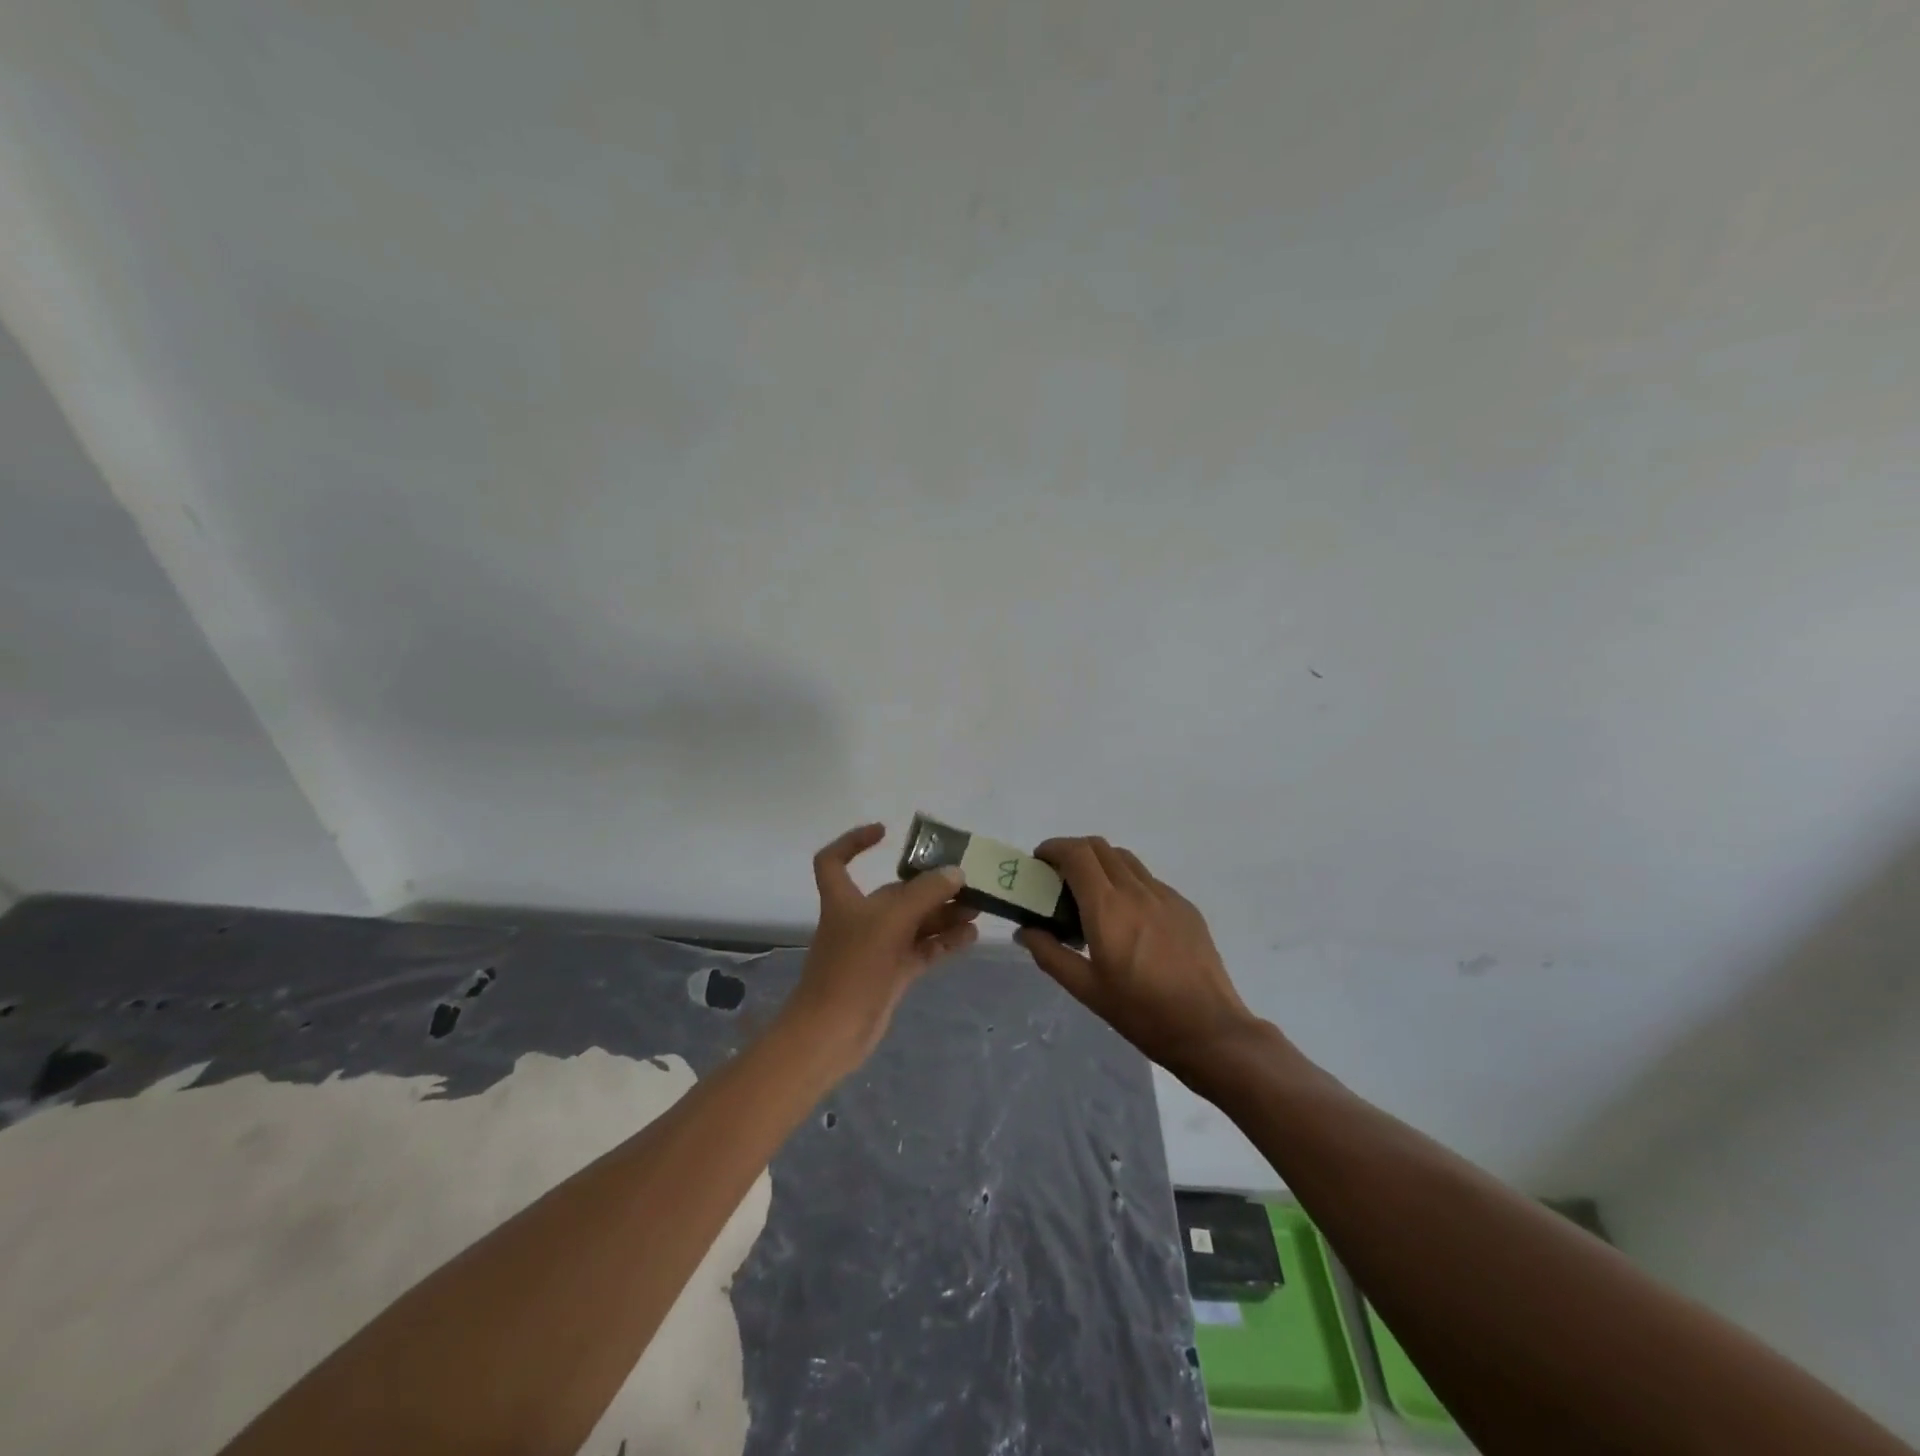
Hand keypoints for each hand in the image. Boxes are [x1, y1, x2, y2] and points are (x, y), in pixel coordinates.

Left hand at [784, 823, 979, 1065]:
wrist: (832, 1034)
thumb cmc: (852, 967)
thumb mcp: (890, 922)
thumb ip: (925, 893)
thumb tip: (955, 873)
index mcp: (844, 899)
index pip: (834, 860)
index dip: (854, 841)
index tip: (884, 832)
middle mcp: (860, 919)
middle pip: (896, 893)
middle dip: (929, 885)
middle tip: (967, 882)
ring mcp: (877, 949)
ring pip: (914, 922)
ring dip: (943, 913)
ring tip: (977, 908)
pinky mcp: (892, 974)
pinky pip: (923, 949)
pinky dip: (944, 941)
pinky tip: (971, 937)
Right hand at [1015, 837, 1257, 1078]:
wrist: (1208, 1029)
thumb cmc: (1141, 1012)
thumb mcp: (1086, 989)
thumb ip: (1050, 954)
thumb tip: (1025, 931)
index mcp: (1107, 907)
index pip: (1076, 853)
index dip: (1053, 848)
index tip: (1039, 861)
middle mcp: (1136, 890)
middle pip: (1099, 847)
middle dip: (1073, 852)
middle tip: (1059, 877)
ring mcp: (1165, 895)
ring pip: (1125, 859)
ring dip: (1100, 863)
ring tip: (1091, 895)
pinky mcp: (1184, 907)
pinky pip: (1148, 880)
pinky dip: (1126, 882)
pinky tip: (1127, 918)